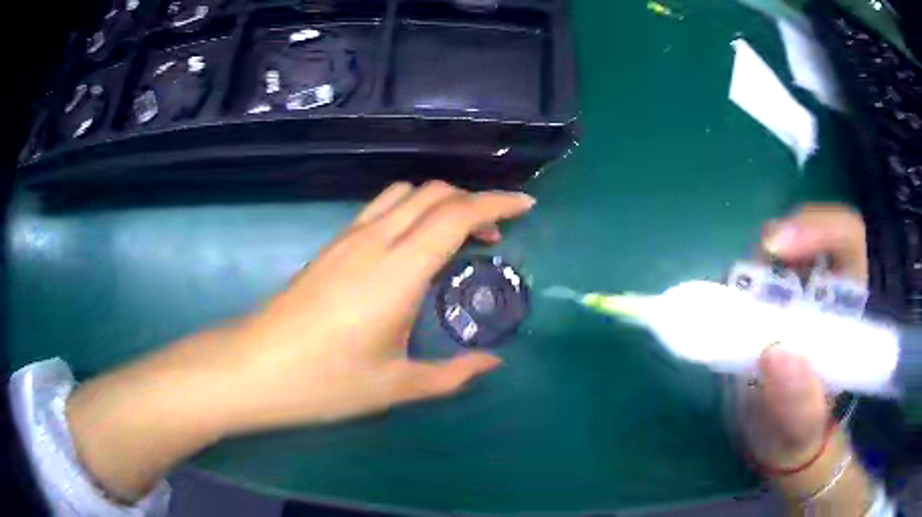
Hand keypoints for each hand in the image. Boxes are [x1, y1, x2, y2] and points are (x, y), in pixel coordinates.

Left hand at [225, 181, 533, 428]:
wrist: (255, 368)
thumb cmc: (325, 382)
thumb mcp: (396, 386)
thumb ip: (451, 374)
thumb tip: (491, 364)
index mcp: (398, 271)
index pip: (457, 214)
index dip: (497, 202)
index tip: (526, 207)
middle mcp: (375, 241)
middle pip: (434, 192)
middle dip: (473, 200)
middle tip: (495, 233)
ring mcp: (348, 239)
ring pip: (404, 193)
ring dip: (439, 202)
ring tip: (457, 234)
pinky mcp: (331, 246)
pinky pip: (380, 208)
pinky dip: (411, 210)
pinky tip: (412, 246)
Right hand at [744, 204, 866, 465]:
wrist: (776, 438)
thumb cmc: (798, 434)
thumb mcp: (800, 430)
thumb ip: (798, 403)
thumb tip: (776, 352)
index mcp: (849, 306)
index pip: (846, 236)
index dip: (818, 227)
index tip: (778, 247)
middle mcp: (826, 286)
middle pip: (807, 232)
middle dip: (777, 245)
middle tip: (744, 280)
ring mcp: (797, 290)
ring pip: (777, 250)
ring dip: (753, 268)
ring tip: (731, 308)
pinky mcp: (769, 301)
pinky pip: (752, 276)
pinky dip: (735, 286)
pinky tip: (724, 313)